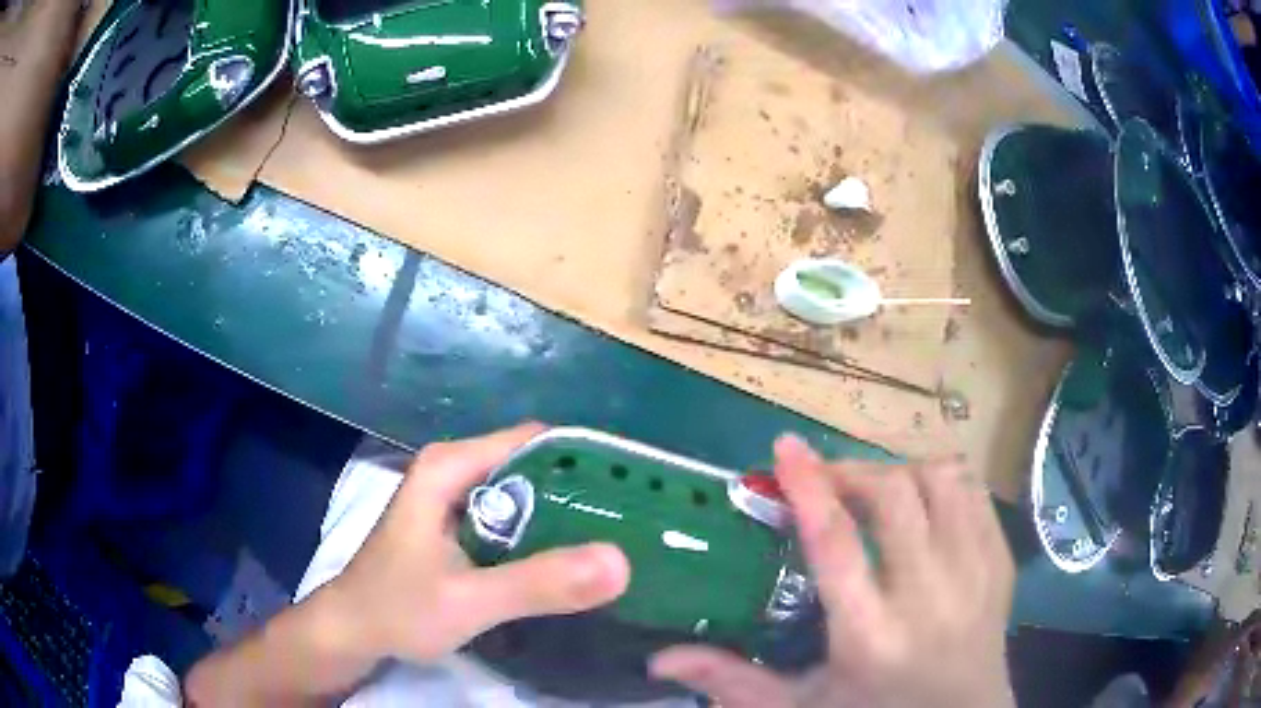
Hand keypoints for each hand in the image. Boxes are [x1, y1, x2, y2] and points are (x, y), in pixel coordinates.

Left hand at [322, 423, 630, 664]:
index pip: (537, 441)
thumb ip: (538, 585)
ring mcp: (456, 499)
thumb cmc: (397, 609)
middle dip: (583, 494)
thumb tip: (620, 562)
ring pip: (527, 495)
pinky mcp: (459, 526)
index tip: (636, 493)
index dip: (587, 462)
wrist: (352, 631)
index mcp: (450, 466)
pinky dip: (544, 537)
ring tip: (617, 544)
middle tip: (635, 527)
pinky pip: (514, 519)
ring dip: (567, 518)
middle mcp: (455, 470)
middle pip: (535, 466)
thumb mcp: (469, 601)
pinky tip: (571, 563)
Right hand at [651, 436, 1015, 707]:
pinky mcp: (1000, 561)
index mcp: (870, 636)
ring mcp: (975, 573)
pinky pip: (974, 490)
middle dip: (853, 472)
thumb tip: (660, 659)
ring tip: (875, 489)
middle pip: (893, 496)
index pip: (836, 543)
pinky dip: (941, 480)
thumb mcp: (802, 706)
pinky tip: (922, 500)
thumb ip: (734, 682)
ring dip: (899, 471)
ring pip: (941, 480)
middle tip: (827, 480)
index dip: (808, 486)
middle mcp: (928, 596)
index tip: (785, 445)